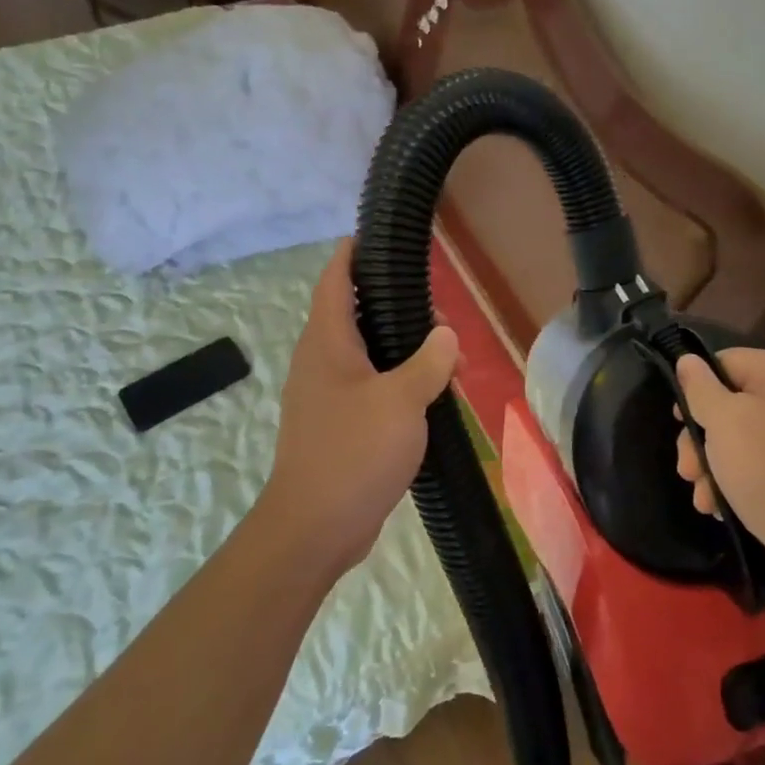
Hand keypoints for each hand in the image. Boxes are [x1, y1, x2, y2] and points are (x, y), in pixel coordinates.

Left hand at [260, 239, 457, 575]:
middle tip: (441, 317)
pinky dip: (398, 382)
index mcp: (327, 343)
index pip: (336, 280)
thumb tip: (445, 335)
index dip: (354, 254)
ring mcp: (326, 396)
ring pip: (368, 355)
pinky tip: (431, 397)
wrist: (315, 527)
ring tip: (449, 362)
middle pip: (357, 315)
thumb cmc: (354, 452)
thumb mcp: (402, 400)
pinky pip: (370, 387)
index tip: (379, 237)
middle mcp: (320, 362)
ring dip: (404, 351)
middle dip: (397, 309)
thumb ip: (429, 362)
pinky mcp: (337, 426)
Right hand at [674, 349, 764, 590]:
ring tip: (701, 495)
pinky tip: (718, 505)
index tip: (678, 421)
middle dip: (702, 437)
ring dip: (713, 464)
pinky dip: (737, 478)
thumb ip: (701, 388)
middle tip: (685, 469)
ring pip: (742, 436)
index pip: (728, 362)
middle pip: (732, 402)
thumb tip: (688, 360)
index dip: (697, 388)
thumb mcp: (724, 422)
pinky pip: (761, 461)